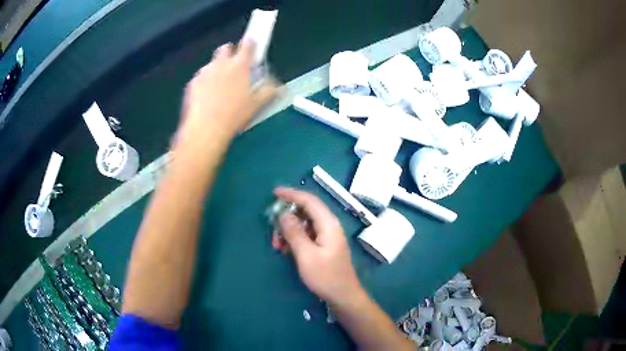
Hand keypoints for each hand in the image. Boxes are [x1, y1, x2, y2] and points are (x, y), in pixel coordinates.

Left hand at [179, 39, 278, 143]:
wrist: (206, 129)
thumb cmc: (234, 115)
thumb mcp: (257, 104)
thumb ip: (269, 91)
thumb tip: (280, 88)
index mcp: (239, 66)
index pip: (247, 45)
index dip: (251, 42)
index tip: (253, 43)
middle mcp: (221, 64)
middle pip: (226, 48)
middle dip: (230, 52)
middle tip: (234, 66)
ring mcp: (205, 72)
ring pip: (212, 63)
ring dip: (217, 68)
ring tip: (220, 86)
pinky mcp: (193, 83)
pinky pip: (201, 77)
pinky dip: (205, 82)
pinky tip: (208, 96)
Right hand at [272, 187, 363, 303]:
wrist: (343, 296)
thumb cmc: (325, 276)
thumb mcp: (306, 255)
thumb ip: (294, 232)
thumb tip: (283, 213)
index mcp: (328, 224)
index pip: (309, 201)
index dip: (292, 194)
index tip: (274, 193)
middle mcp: (329, 226)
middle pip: (306, 211)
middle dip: (287, 217)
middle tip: (272, 229)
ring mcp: (328, 236)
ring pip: (304, 224)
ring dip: (289, 230)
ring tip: (277, 245)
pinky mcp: (324, 245)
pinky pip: (307, 234)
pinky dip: (295, 239)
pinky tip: (285, 250)